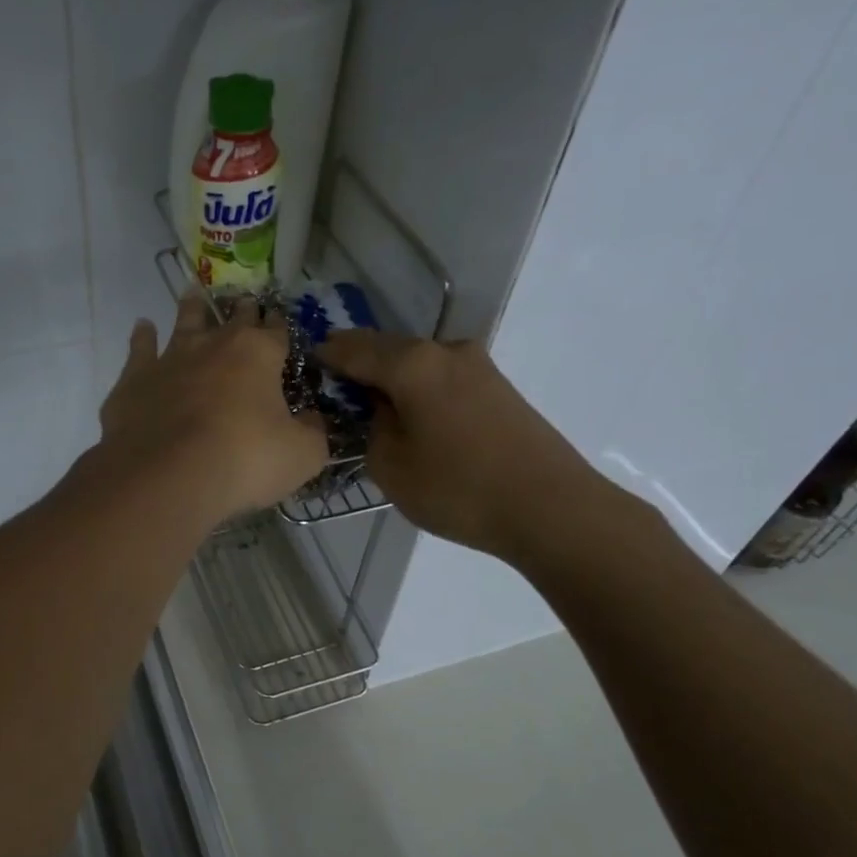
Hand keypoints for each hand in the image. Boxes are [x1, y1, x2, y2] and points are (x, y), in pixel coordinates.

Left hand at [99, 296, 328, 525]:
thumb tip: (313, 420)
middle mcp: (214, 344)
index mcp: (258, 354)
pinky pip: (140, 348)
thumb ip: (313, 432)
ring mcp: (171, 358)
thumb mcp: (301, 456)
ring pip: (185, 322)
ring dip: (192, 308)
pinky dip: (143, 336)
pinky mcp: (136, 379)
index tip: (280, 322)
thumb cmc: (243, 462)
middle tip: (245, 302)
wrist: (166, 476)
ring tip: (193, 295)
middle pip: (233, 319)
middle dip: (243, 311)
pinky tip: (143, 327)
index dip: (280, 327)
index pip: (276, 332)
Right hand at [318, 331, 612, 567]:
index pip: (353, 348)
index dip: (325, 355)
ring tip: (373, 409)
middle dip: (359, 365)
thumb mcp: (391, 467)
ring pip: (418, 365)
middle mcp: (446, 351)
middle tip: (335, 391)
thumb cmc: (460, 488)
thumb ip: (372, 429)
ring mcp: (478, 367)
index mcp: (412, 364)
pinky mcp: (498, 388)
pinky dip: (419, 391)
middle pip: (388, 350)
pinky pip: (442, 380)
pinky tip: (414, 417)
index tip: (305, 365)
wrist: (551, 508)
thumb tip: (380, 410)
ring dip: (392, 380)